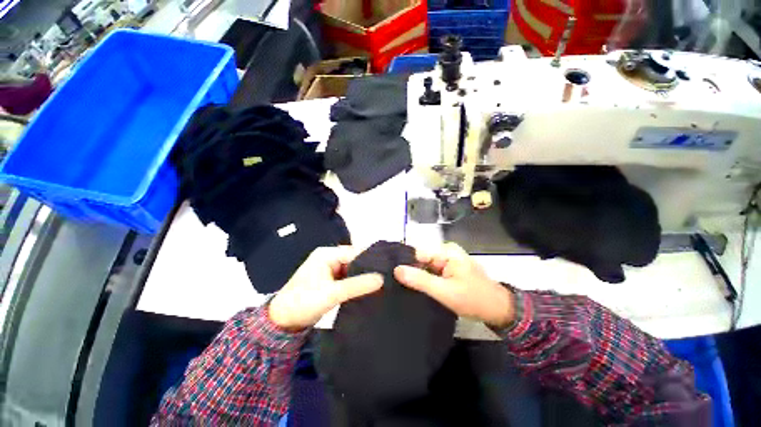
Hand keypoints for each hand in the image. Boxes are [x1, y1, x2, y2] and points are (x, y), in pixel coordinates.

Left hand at [269, 246, 382, 330]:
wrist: (282, 322)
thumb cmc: (303, 303)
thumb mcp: (331, 294)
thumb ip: (357, 285)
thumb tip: (382, 279)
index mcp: (327, 254)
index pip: (355, 252)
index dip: (371, 259)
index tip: (388, 268)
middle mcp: (329, 258)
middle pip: (354, 260)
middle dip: (368, 268)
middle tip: (387, 276)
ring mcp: (329, 269)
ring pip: (352, 269)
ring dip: (363, 276)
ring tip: (383, 282)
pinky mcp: (330, 280)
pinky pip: (347, 277)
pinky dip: (356, 283)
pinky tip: (369, 288)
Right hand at [394, 242, 514, 327]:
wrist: (497, 310)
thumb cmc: (473, 299)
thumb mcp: (445, 291)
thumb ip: (420, 280)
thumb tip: (396, 270)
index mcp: (446, 251)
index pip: (418, 253)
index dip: (405, 264)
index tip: (393, 277)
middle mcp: (445, 252)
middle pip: (420, 259)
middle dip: (410, 271)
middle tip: (397, 286)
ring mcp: (447, 260)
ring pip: (424, 266)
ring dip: (417, 277)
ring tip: (404, 288)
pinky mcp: (448, 269)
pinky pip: (431, 272)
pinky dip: (424, 280)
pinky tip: (416, 289)